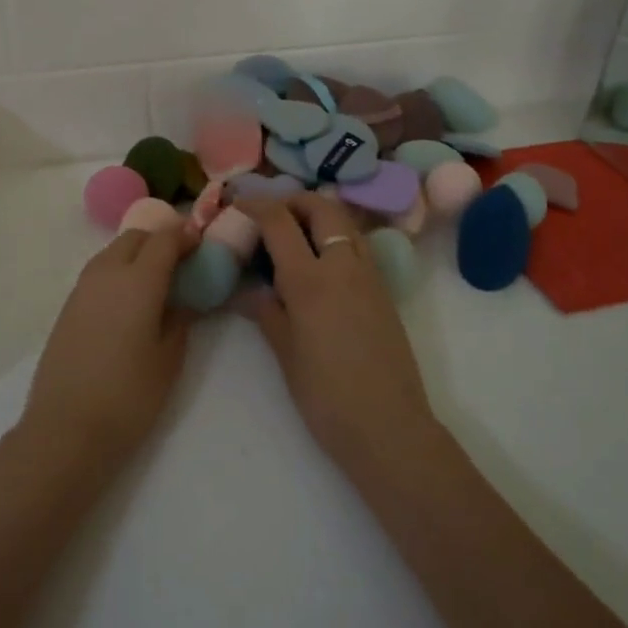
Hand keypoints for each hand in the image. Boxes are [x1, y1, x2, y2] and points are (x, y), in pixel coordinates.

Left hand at [20, 225, 195, 474]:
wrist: (65, 429)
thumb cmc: (128, 396)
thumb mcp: (169, 359)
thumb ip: (181, 319)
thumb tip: (185, 298)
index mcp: (138, 280)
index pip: (165, 240)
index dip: (186, 237)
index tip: (201, 247)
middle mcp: (107, 273)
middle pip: (136, 238)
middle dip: (160, 241)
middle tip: (180, 263)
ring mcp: (82, 288)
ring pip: (113, 252)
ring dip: (136, 254)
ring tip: (155, 282)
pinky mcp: (67, 307)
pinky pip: (98, 273)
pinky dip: (117, 272)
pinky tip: (128, 302)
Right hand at [242, 195, 436, 472]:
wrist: (388, 427)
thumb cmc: (327, 396)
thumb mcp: (286, 354)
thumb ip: (267, 312)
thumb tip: (249, 291)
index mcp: (310, 279)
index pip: (280, 222)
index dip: (257, 205)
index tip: (239, 203)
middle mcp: (343, 265)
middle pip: (321, 207)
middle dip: (294, 200)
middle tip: (272, 214)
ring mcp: (369, 275)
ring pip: (345, 222)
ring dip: (319, 214)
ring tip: (296, 233)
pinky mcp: (384, 290)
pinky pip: (359, 245)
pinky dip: (337, 236)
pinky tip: (322, 261)